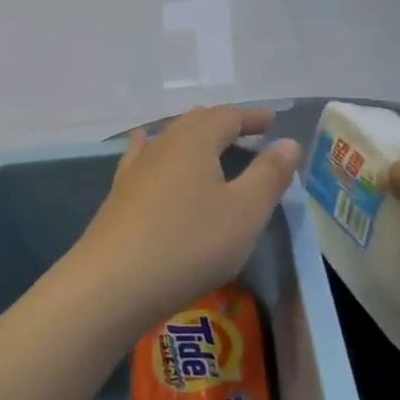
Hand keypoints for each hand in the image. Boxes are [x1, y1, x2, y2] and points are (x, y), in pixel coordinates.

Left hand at [73, 106, 301, 326]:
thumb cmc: (188, 245)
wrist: (111, 284)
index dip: (252, 117)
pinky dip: (154, 148)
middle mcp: (163, 145)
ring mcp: (136, 169)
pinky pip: (142, 157)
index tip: (272, 121)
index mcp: (196, 141)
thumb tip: (288, 143)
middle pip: (197, 121)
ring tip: (208, 141)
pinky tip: (144, 145)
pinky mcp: (119, 194)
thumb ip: (269, 176)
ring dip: (193, 136)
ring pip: (169, 138)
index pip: (228, 116)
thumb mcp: (244, 213)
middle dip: (224, 123)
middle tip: (247, 132)